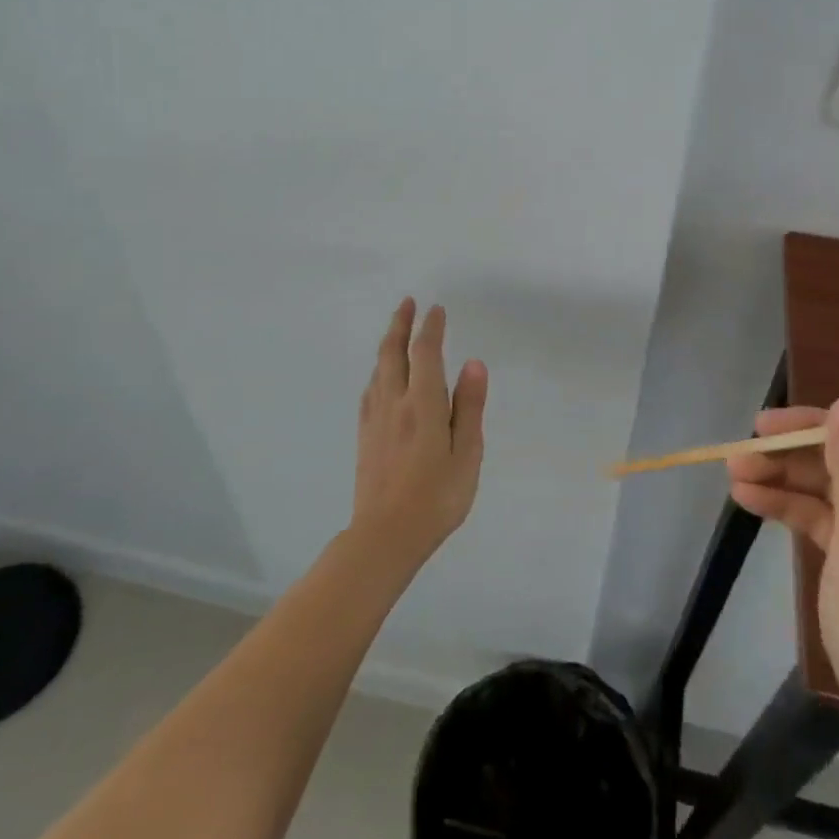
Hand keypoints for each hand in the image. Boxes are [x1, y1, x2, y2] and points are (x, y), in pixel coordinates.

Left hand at [351, 299, 487, 567]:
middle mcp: (394, 402)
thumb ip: (469, 407)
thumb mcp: (467, 454)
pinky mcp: (365, 435)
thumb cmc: (436, 498)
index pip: (425, 353)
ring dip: (387, 344)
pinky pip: (371, 389)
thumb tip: (474, 363)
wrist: (384, 536)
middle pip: (393, 352)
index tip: (436, 309)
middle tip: (407, 303)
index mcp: (423, 404)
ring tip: (396, 332)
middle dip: (400, 324)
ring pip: (378, 369)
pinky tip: (380, 376)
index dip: (431, 328)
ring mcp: (375, 418)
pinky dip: (378, 370)